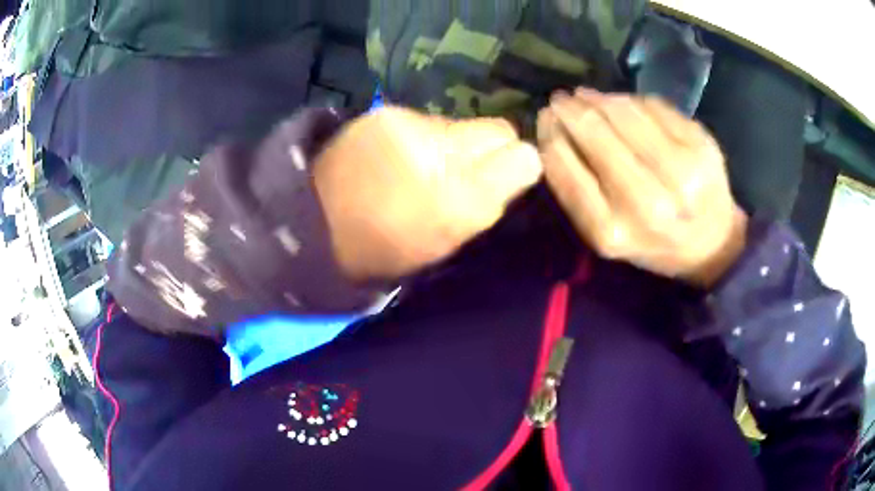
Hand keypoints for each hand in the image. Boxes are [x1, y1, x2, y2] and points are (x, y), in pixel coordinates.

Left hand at [315, 107, 542, 280]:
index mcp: (460, 202)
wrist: (312, 223)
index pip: (522, 157)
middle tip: (469, 169)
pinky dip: (424, 136)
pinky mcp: (385, 112)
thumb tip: (515, 171)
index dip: (521, 164)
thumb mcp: (445, 243)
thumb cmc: (382, 249)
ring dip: (454, 143)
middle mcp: (443, 154)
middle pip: (499, 129)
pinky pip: (427, 119)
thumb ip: (488, 205)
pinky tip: (399, 154)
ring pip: (462, 123)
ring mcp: (411, 125)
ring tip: (424, 165)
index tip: (508, 177)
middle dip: (494, 148)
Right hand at [538, 89, 747, 286]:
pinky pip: (654, 107)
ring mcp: (681, 171)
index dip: (550, 133)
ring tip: (589, 98)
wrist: (711, 246)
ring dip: (600, 99)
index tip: (545, 118)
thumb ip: (576, 188)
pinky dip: (634, 101)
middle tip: (562, 100)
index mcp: (613, 230)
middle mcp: (648, 202)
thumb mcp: (607, 235)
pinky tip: (626, 105)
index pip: (566, 165)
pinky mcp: (702, 146)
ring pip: (624, 112)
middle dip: (571, 109)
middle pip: (596, 132)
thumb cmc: (653, 243)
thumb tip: (554, 127)